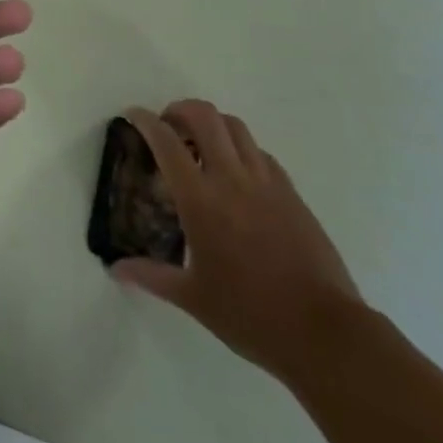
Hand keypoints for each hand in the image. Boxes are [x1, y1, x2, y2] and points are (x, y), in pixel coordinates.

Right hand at [114, 100, 363, 386]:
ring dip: (212, 124)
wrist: (325, 333)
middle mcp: (232, 179)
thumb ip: (151, 276)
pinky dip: (241, 149)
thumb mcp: (193, 298)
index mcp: (200, 199)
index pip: (165, 141)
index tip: (132, 115)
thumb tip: (116, 269)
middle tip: (168, 126)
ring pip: (236, 127)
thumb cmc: (251, 315)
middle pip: (204, 116)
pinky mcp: (292, 194)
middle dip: (180, 109)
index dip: (144, 120)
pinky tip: (237, 175)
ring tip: (201, 145)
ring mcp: (267, 183)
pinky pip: (261, 154)